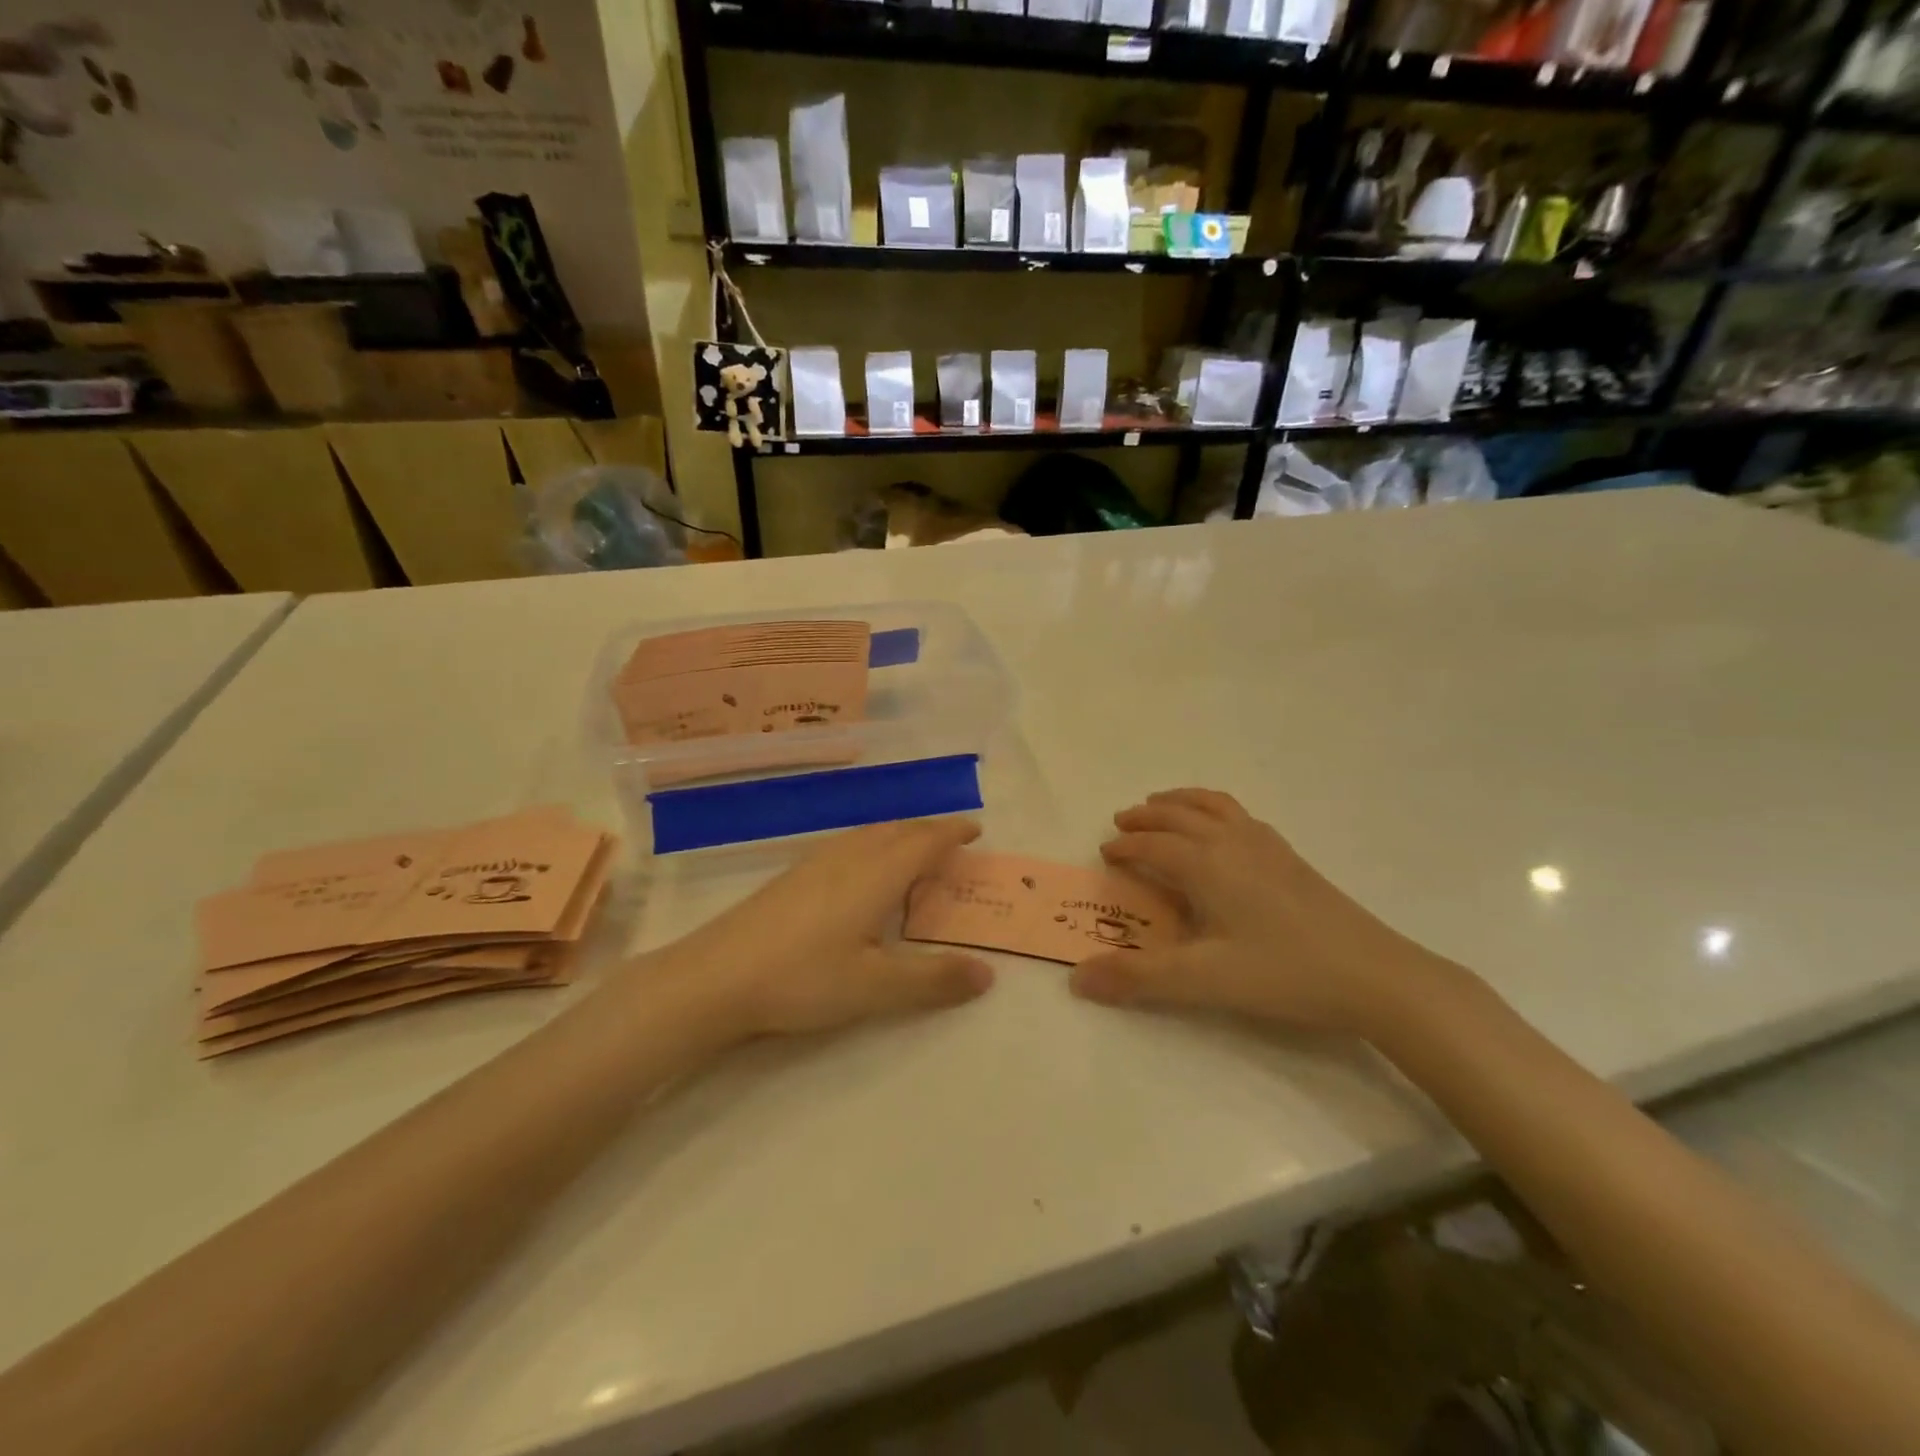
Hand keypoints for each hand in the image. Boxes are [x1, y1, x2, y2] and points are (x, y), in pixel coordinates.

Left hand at [652, 817, 994, 1038]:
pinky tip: (858, 871)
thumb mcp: (876, 988)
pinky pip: (846, 845)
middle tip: (950, 842)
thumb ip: (934, 980)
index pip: (924, 841)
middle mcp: (849, 857)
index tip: (975, 829)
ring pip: (868, 835)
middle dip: (928, 831)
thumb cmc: (803, 978)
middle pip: (897, 830)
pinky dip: (871, 846)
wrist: (715, 977)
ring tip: (911, 851)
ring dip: (898, 835)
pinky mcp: (791, 877)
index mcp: (876, 874)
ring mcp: (814, 863)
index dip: (952, 832)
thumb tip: (988, 974)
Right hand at [1069, 788, 1453, 1037]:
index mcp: (1206, 864)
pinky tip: (1222, 832)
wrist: (1374, 976)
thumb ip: (1139, 978)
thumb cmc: (1283, 973)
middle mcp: (1232, 842)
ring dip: (1180, 802)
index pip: (1152, 845)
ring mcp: (1266, 845)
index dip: (1125, 847)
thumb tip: (1078, 978)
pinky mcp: (1291, 857)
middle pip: (1178, 815)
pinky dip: (1214, 810)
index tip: (1104, 853)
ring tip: (1162, 805)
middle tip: (1122, 821)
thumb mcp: (1204, 980)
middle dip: (1146, 816)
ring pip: (1213, 805)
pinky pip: (1240, 815)